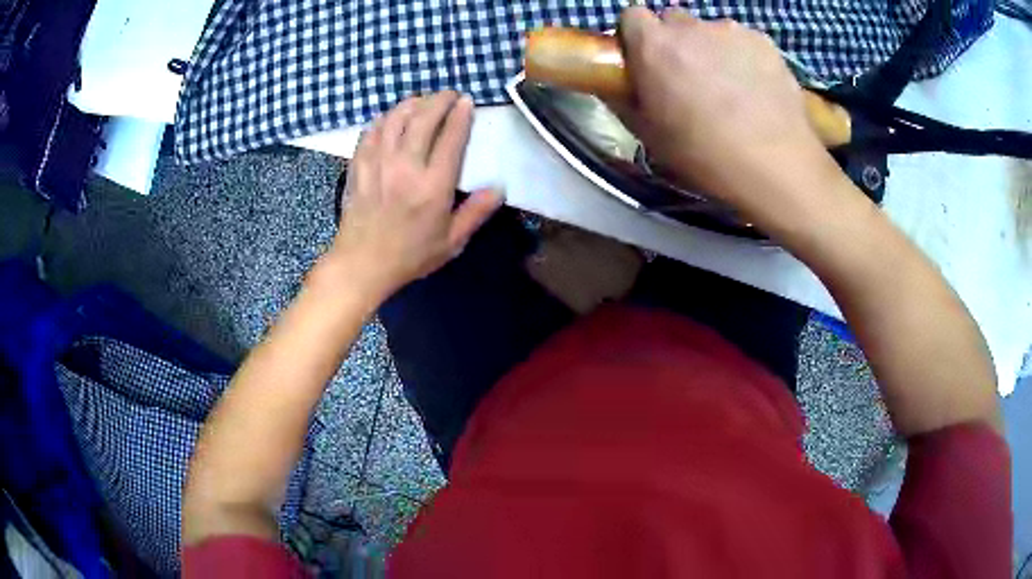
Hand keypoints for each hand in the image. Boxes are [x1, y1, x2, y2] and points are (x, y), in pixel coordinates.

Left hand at [329, 91, 502, 298]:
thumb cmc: (410, 256)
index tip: (467, 101)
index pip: (451, 137)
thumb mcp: (451, 242)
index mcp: (433, 185)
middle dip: (439, 100)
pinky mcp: (359, 165)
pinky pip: (371, 131)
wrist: (361, 265)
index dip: (461, 114)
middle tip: (449, 94)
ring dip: (412, 103)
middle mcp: (405, 166)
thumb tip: (499, 188)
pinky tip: (391, 118)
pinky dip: (384, 118)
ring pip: (395, 118)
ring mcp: (378, 163)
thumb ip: (476, 213)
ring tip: (422, 101)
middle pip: (423, 118)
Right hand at [618, 8, 841, 222]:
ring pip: (711, 31)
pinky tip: (755, 88)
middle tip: (689, 77)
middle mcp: (690, 27)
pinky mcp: (765, 42)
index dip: (636, 37)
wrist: (777, 167)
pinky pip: (744, 41)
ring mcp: (732, 30)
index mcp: (654, 45)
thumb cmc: (706, 156)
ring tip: (730, 88)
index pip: (632, 15)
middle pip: (673, 20)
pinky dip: (743, 57)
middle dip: (675, 41)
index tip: (646, 61)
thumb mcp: (650, 135)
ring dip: (711, 49)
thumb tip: (616, 83)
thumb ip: (625, 99)